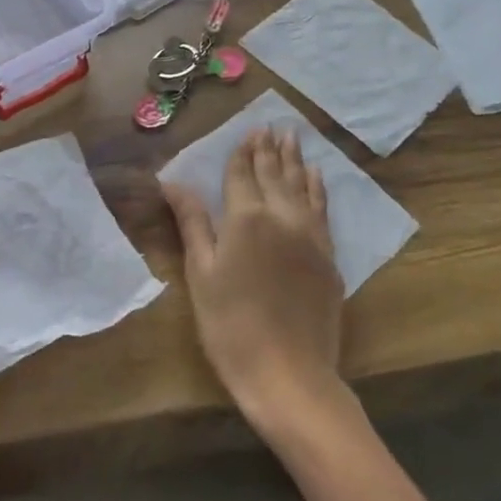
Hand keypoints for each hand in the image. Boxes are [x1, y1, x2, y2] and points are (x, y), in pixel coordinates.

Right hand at [163, 126, 343, 432]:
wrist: (289, 374)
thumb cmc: (230, 326)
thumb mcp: (201, 273)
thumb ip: (193, 222)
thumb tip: (172, 181)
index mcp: (245, 219)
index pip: (242, 175)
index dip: (242, 153)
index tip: (248, 131)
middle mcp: (281, 217)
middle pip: (274, 174)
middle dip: (270, 148)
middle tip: (271, 126)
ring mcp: (310, 235)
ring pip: (302, 186)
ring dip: (295, 160)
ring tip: (292, 137)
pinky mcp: (328, 256)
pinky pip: (322, 209)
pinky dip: (318, 188)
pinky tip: (316, 177)